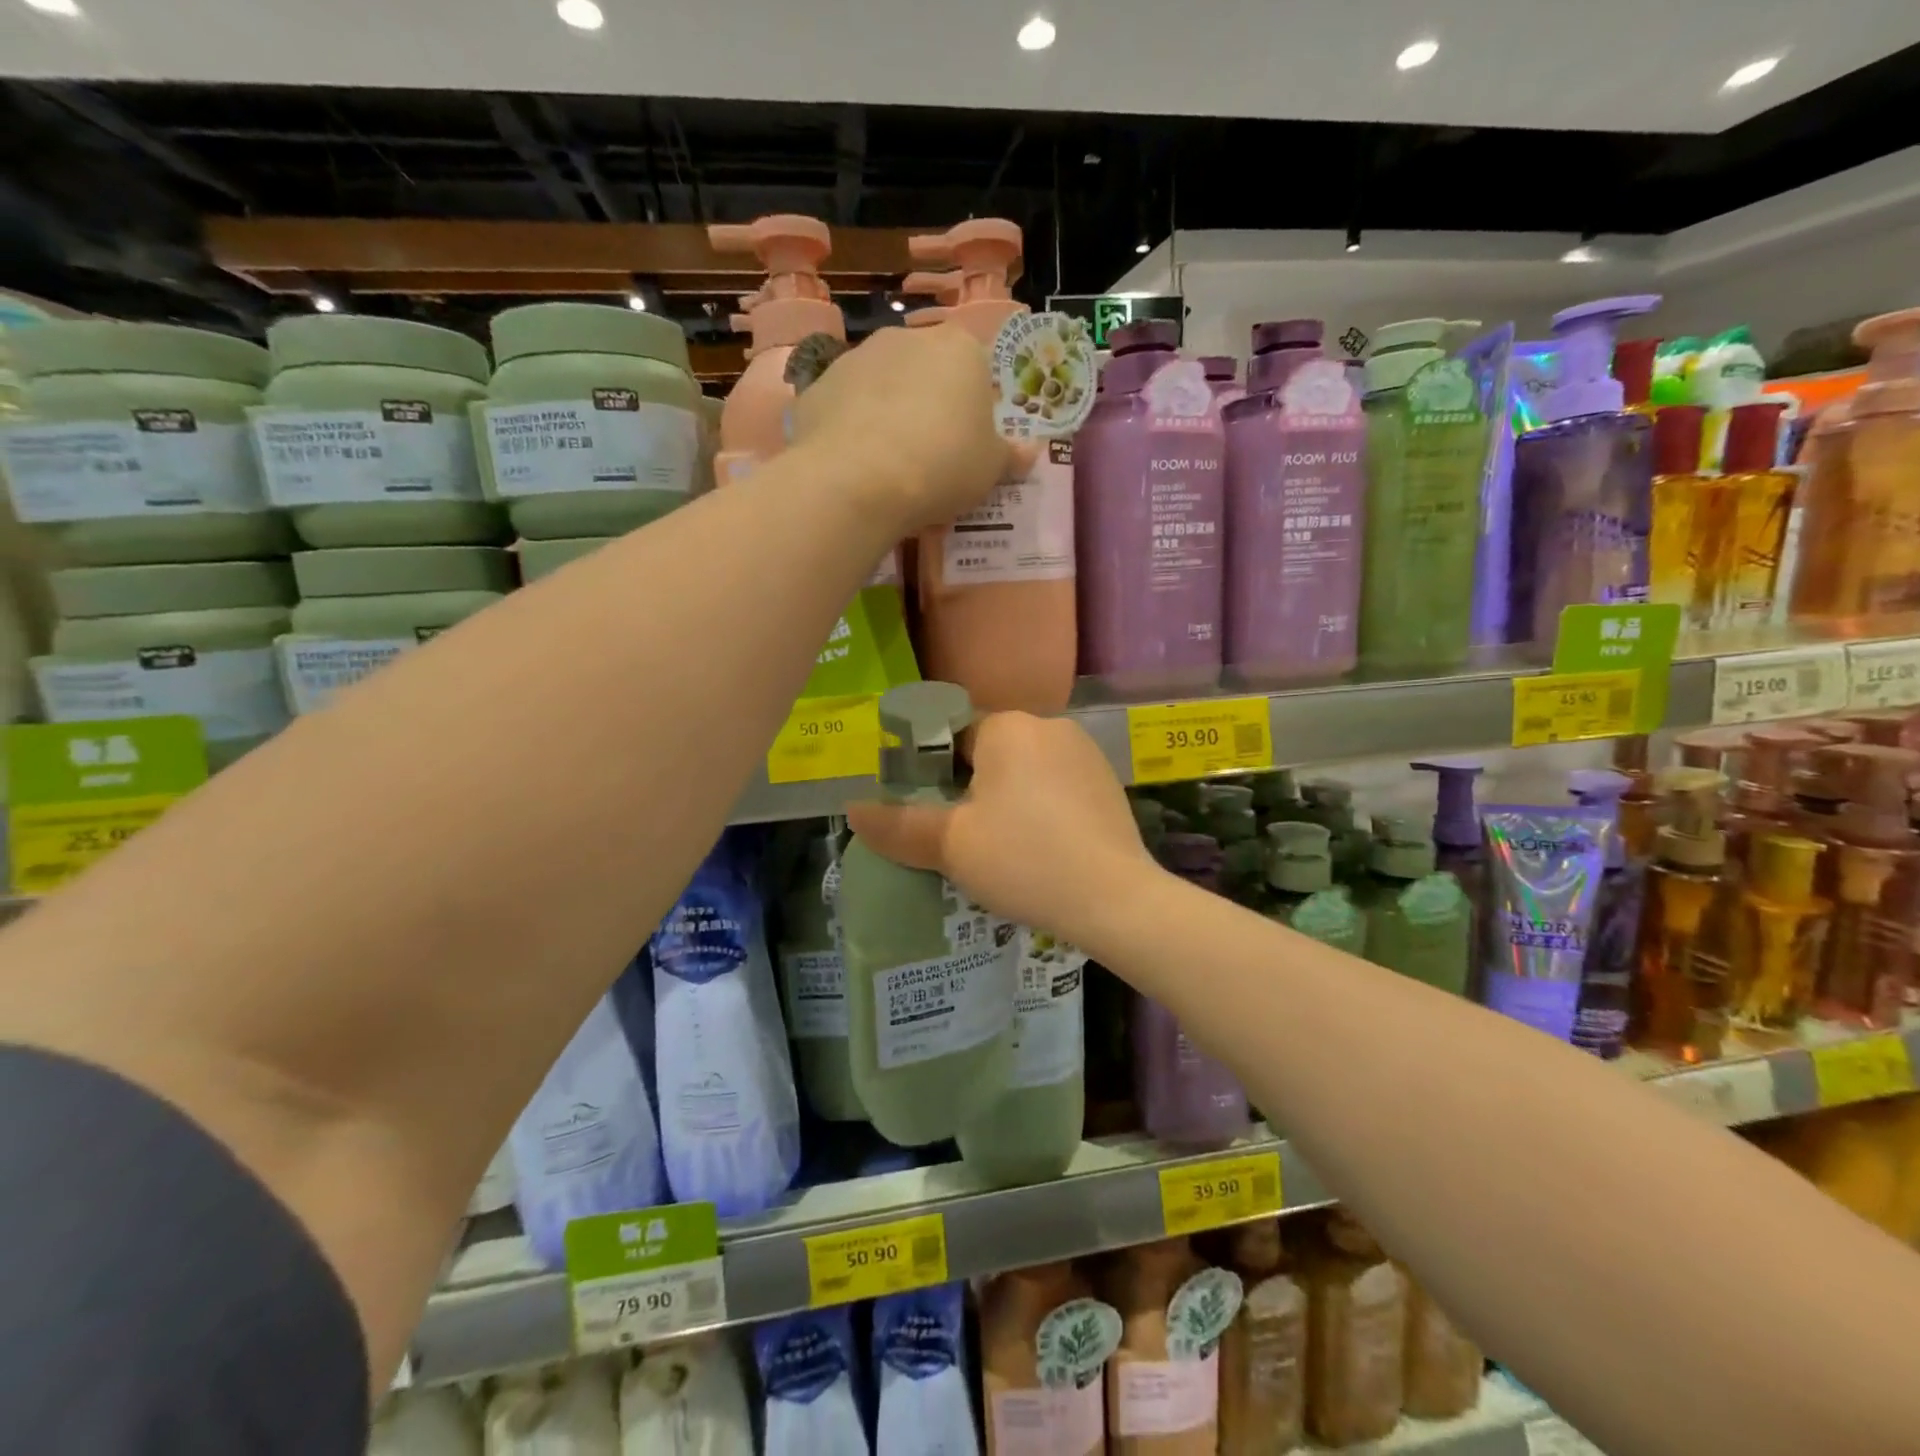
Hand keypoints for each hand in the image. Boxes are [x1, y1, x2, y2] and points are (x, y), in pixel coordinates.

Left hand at [789, 323, 1024, 533]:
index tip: (968, 443)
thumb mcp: (991, 470)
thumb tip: (1030, 451)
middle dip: (929, 406)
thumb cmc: (942, 466)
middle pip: (926, 372)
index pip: (977, 367)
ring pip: (881, 387)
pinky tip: (853, 467)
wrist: (858, 481)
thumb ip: (1010, 456)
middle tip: (930, 457)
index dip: (974, 407)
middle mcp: (907, 338)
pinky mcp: (816, 386)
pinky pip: (844, 409)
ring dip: (887, 415)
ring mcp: (855, 358)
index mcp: (959, 349)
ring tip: (888, 466)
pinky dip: (850, 431)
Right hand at [845, 712, 1159, 944]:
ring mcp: (1085, 753)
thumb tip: (853, 809)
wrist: (1116, 900)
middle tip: (959, 839)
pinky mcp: (1107, 784)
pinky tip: (1039, 849)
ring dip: (1005, 800)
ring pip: (1023, 771)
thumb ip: (898, 824)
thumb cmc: (1024, 860)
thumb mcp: (951, 845)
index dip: (929, 773)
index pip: (950, 735)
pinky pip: (1055, 787)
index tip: (926, 813)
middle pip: (988, 752)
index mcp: (1008, 727)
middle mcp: (1049, 726)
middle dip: (968, 789)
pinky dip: (1039, 810)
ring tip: (999, 850)